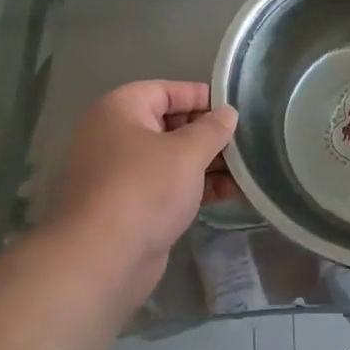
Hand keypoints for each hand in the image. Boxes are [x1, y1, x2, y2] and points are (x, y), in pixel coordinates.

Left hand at [45, 80, 238, 301]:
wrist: (102, 259)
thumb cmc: (144, 189)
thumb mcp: (187, 152)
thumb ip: (212, 129)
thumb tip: (228, 113)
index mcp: (120, 109)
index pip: (167, 91)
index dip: (203, 97)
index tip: (236, 110)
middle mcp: (115, 136)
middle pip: (170, 124)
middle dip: (209, 134)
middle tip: (246, 142)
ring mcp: (120, 173)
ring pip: (171, 158)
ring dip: (207, 163)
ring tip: (247, 170)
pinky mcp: (130, 206)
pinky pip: (167, 186)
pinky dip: (195, 187)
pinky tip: (230, 193)